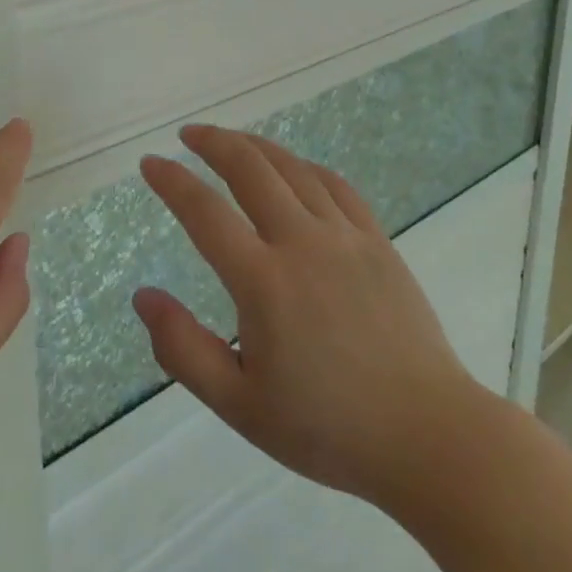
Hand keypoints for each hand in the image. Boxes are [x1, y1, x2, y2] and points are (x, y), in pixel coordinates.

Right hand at [134, 126, 483, 507]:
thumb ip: (183, 349)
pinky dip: (303, 165)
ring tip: (230, 140)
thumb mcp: (240, 405)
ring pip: (291, 167)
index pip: (205, 212)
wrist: (427, 436)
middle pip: (249, 168)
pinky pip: (334, 184)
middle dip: (213, 142)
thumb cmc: (327, 428)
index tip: (150, 163)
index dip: (172, 181)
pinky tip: (292, 167)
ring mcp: (344, 236)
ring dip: (254, 145)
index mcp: (264, 282)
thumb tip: (143, 296)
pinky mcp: (377, 241)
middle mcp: (301, 243)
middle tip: (188, 134)